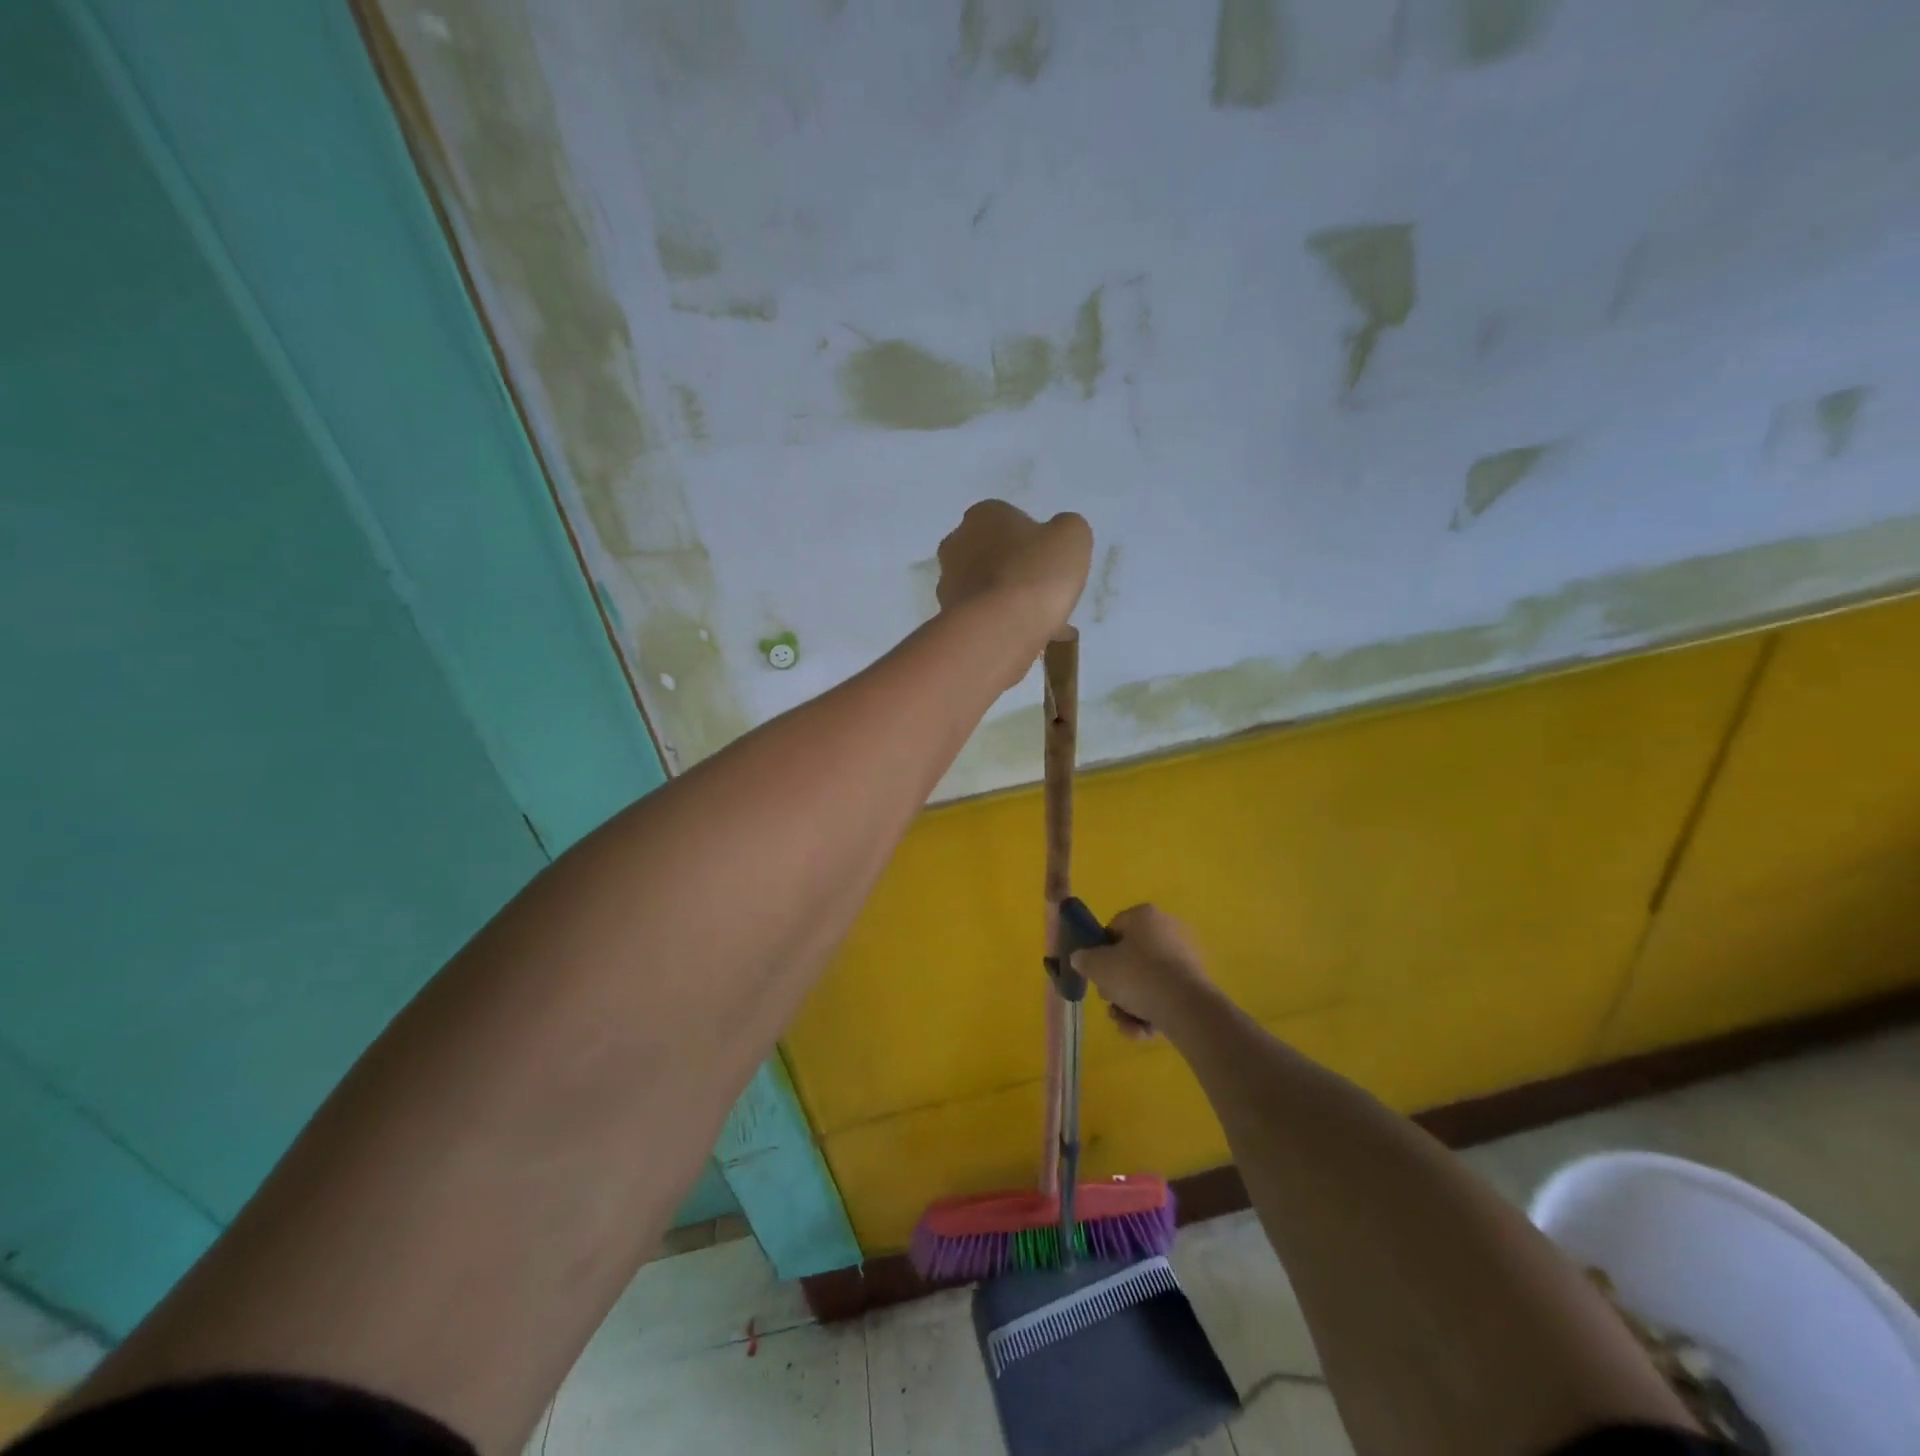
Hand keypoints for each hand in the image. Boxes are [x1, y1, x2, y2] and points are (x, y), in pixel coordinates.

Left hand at [936, 500, 1091, 647]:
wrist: (999, 629)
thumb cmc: (1036, 573)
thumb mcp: (1072, 537)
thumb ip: (1066, 529)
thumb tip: (1055, 538)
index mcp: (983, 514)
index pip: (1010, 521)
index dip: (1034, 542)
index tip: (1050, 564)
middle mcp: (957, 543)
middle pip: (995, 555)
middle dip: (1018, 572)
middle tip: (1045, 594)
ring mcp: (948, 582)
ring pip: (987, 589)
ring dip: (1010, 602)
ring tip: (1041, 625)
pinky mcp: (948, 617)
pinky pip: (982, 617)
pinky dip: (1001, 625)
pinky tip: (1026, 640)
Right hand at [1069, 904, 1212, 1039]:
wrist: (1186, 1007)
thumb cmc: (1137, 976)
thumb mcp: (1097, 966)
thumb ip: (1083, 959)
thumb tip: (1081, 958)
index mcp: (1144, 915)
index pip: (1113, 929)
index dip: (1100, 953)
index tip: (1097, 975)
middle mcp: (1167, 929)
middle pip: (1130, 958)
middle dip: (1117, 985)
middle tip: (1111, 1002)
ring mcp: (1184, 957)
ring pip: (1146, 981)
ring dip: (1130, 1005)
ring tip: (1126, 1024)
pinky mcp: (1196, 983)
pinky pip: (1165, 994)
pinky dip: (1151, 1012)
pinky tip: (1143, 1030)